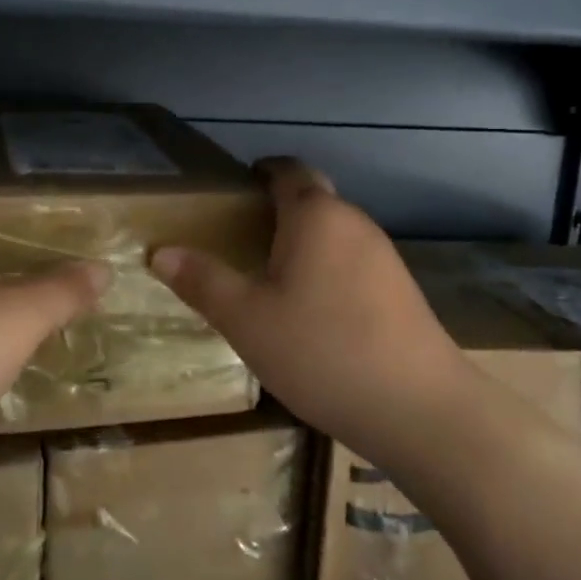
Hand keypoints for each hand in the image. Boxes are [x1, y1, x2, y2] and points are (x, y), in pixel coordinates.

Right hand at [150, 157, 471, 466]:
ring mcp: (384, 257)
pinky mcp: (400, 291)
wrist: (419, 409)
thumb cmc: (322, 351)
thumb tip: (160, 252)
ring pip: (333, 234)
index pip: (289, 171)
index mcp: (316, 216)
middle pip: (313, 200)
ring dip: (302, 242)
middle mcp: (355, 223)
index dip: (263, 170)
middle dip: (277, 209)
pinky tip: (310, 310)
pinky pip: (351, 262)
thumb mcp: (247, 319)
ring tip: (267, 274)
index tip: (238, 184)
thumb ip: (203, 281)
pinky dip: (325, 269)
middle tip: (239, 236)